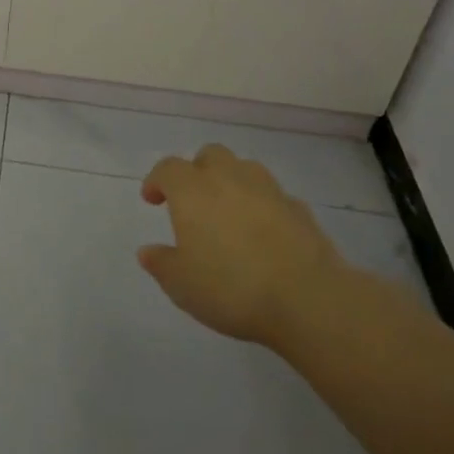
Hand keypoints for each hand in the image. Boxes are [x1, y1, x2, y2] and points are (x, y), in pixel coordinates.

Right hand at [138, 144, 352, 347]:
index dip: (157, 181)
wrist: (307, 297)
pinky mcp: (299, 208)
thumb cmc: (231, 287)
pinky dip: (264, 206)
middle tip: (194, 201)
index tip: (153, 200)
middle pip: (209, 155)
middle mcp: (227, 177)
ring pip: (244, 168)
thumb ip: (161, 264)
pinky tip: (265, 233)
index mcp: (192, 189)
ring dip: (232, 182)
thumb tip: (147, 251)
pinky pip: (274, 196)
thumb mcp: (181, 285)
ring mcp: (267, 189)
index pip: (167, 168)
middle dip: (198, 171)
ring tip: (230, 212)